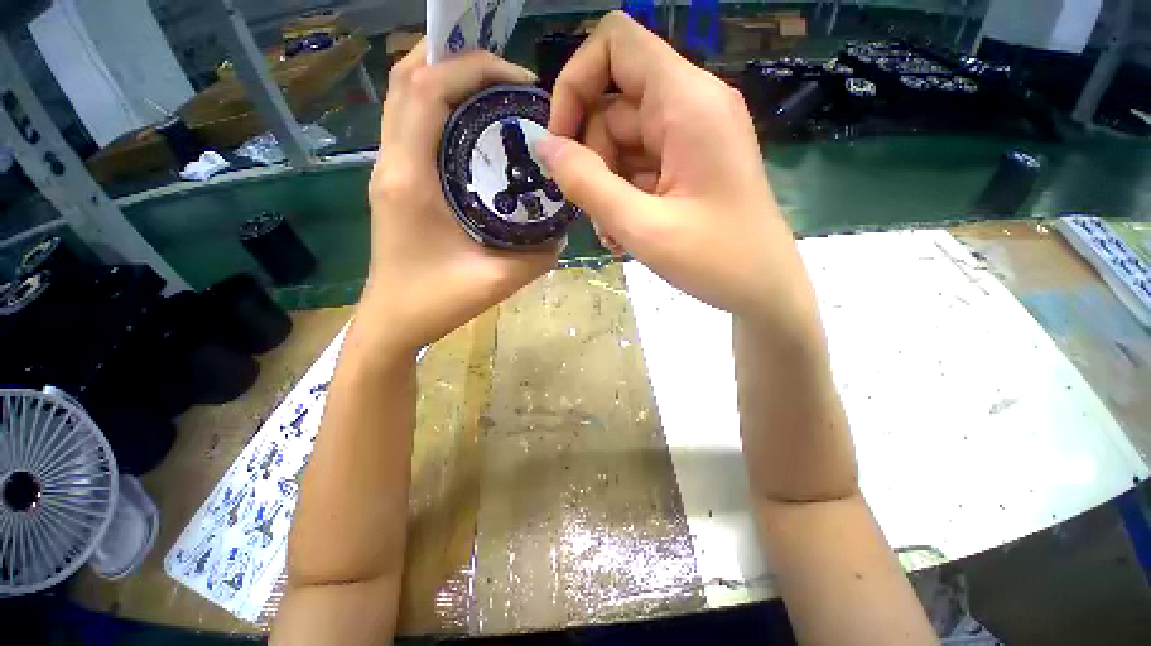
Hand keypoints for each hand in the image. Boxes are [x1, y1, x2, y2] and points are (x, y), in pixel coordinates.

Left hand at [362, 40, 559, 351]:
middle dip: (459, 60)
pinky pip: (410, 122)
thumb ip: (538, 255)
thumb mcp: (497, 282)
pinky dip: (438, 105)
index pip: (429, 91)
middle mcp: (392, 162)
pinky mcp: (395, 181)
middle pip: (408, 78)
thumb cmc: (435, 303)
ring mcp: (388, 169)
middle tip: (508, 79)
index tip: (521, 81)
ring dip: (445, 78)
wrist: (393, 322)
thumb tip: (563, 230)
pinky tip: (474, 126)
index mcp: (411, 179)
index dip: (474, 68)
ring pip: (404, 96)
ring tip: (493, 91)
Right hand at [538, 12, 816, 329]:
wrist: (763, 289)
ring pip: (621, 145)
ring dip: (606, 190)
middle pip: (612, 107)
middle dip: (592, 163)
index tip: (561, 143)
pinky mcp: (689, 164)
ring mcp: (690, 138)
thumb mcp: (642, 226)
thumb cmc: (715, 261)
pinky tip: (627, 235)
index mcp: (687, 103)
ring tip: (616, 236)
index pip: (615, 44)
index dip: (575, 83)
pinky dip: (624, 198)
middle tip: (598, 215)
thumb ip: (587, 183)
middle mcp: (690, 107)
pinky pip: (639, 168)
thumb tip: (544, 146)